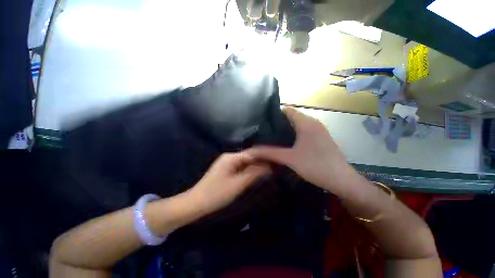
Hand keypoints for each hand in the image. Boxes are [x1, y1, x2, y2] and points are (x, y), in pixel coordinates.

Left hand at [189, 152, 270, 214]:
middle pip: (249, 156)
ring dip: (257, 165)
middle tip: (276, 164)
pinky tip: (258, 173)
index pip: (252, 152)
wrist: (196, 203)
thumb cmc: (216, 194)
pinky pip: (242, 167)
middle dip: (262, 160)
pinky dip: (250, 169)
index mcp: (231, 157)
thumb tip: (269, 166)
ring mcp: (228, 163)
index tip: (277, 158)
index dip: (265, 155)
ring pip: (246, 162)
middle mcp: (230, 157)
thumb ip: (254, 173)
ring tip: (271, 168)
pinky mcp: (227, 170)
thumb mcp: (238, 184)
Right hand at [248, 107, 359, 195]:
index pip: (287, 110)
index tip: (263, 122)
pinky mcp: (321, 137)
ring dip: (286, 128)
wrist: (341, 180)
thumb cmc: (315, 166)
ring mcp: (318, 129)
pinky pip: (304, 130)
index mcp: (306, 122)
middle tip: (265, 131)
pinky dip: (295, 133)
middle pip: (292, 116)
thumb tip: (251, 151)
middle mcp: (313, 122)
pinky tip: (288, 142)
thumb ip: (269, 153)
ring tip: (273, 136)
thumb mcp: (289, 158)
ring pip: (298, 124)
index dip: (274, 114)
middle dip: (279, 122)